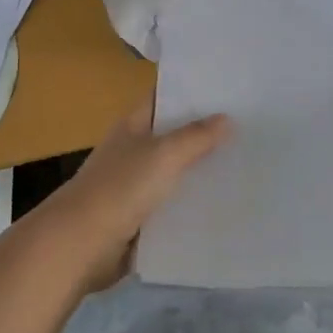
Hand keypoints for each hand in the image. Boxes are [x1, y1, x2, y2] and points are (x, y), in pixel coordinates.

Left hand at [46, 101, 231, 291]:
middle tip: (251, 128)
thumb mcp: (164, 155)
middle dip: (206, 133)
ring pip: (176, 172)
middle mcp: (134, 150)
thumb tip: (227, 118)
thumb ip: (196, 137)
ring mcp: (135, 185)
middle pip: (174, 136)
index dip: (192, 92)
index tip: (228, 88)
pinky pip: (173, 206)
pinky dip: (193, 205)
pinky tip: (225, 204)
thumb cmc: (120, 188)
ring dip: (202, 171)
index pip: (165, 98)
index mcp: (133, 126)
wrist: (81, 244)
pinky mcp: (140, 218)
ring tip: (247, 164)